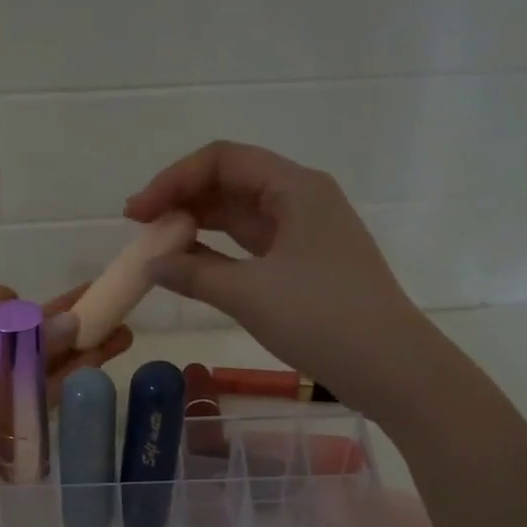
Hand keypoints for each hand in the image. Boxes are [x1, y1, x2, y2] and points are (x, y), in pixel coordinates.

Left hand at [0, 284, 131, 526]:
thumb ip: (22, 350)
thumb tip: (74, 322)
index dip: (21, 307)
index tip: (42, 318)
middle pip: (20, 335)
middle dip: (62, 324)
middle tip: (108, 310)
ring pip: (32, 367)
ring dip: (72, 353)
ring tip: (119, 337)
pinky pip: (32, 399)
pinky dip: (60, 385)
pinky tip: (95, 367)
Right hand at [125, 141, 423, 421]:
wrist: (389, 366)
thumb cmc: (321, 317)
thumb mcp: (249, 293)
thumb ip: (194, 274)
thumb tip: (154, 265)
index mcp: (295, 188)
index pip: (222, 160)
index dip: (173, 180)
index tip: (137, 213)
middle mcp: (302, 200)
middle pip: (231, 183)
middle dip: (182, 201)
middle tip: (141, 229)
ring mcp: (306, 235)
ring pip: (241, 217)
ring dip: (199, 228)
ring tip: (158, 248)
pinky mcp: (306, 266)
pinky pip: (253, 248)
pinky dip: (220, 255)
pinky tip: (191, 269)